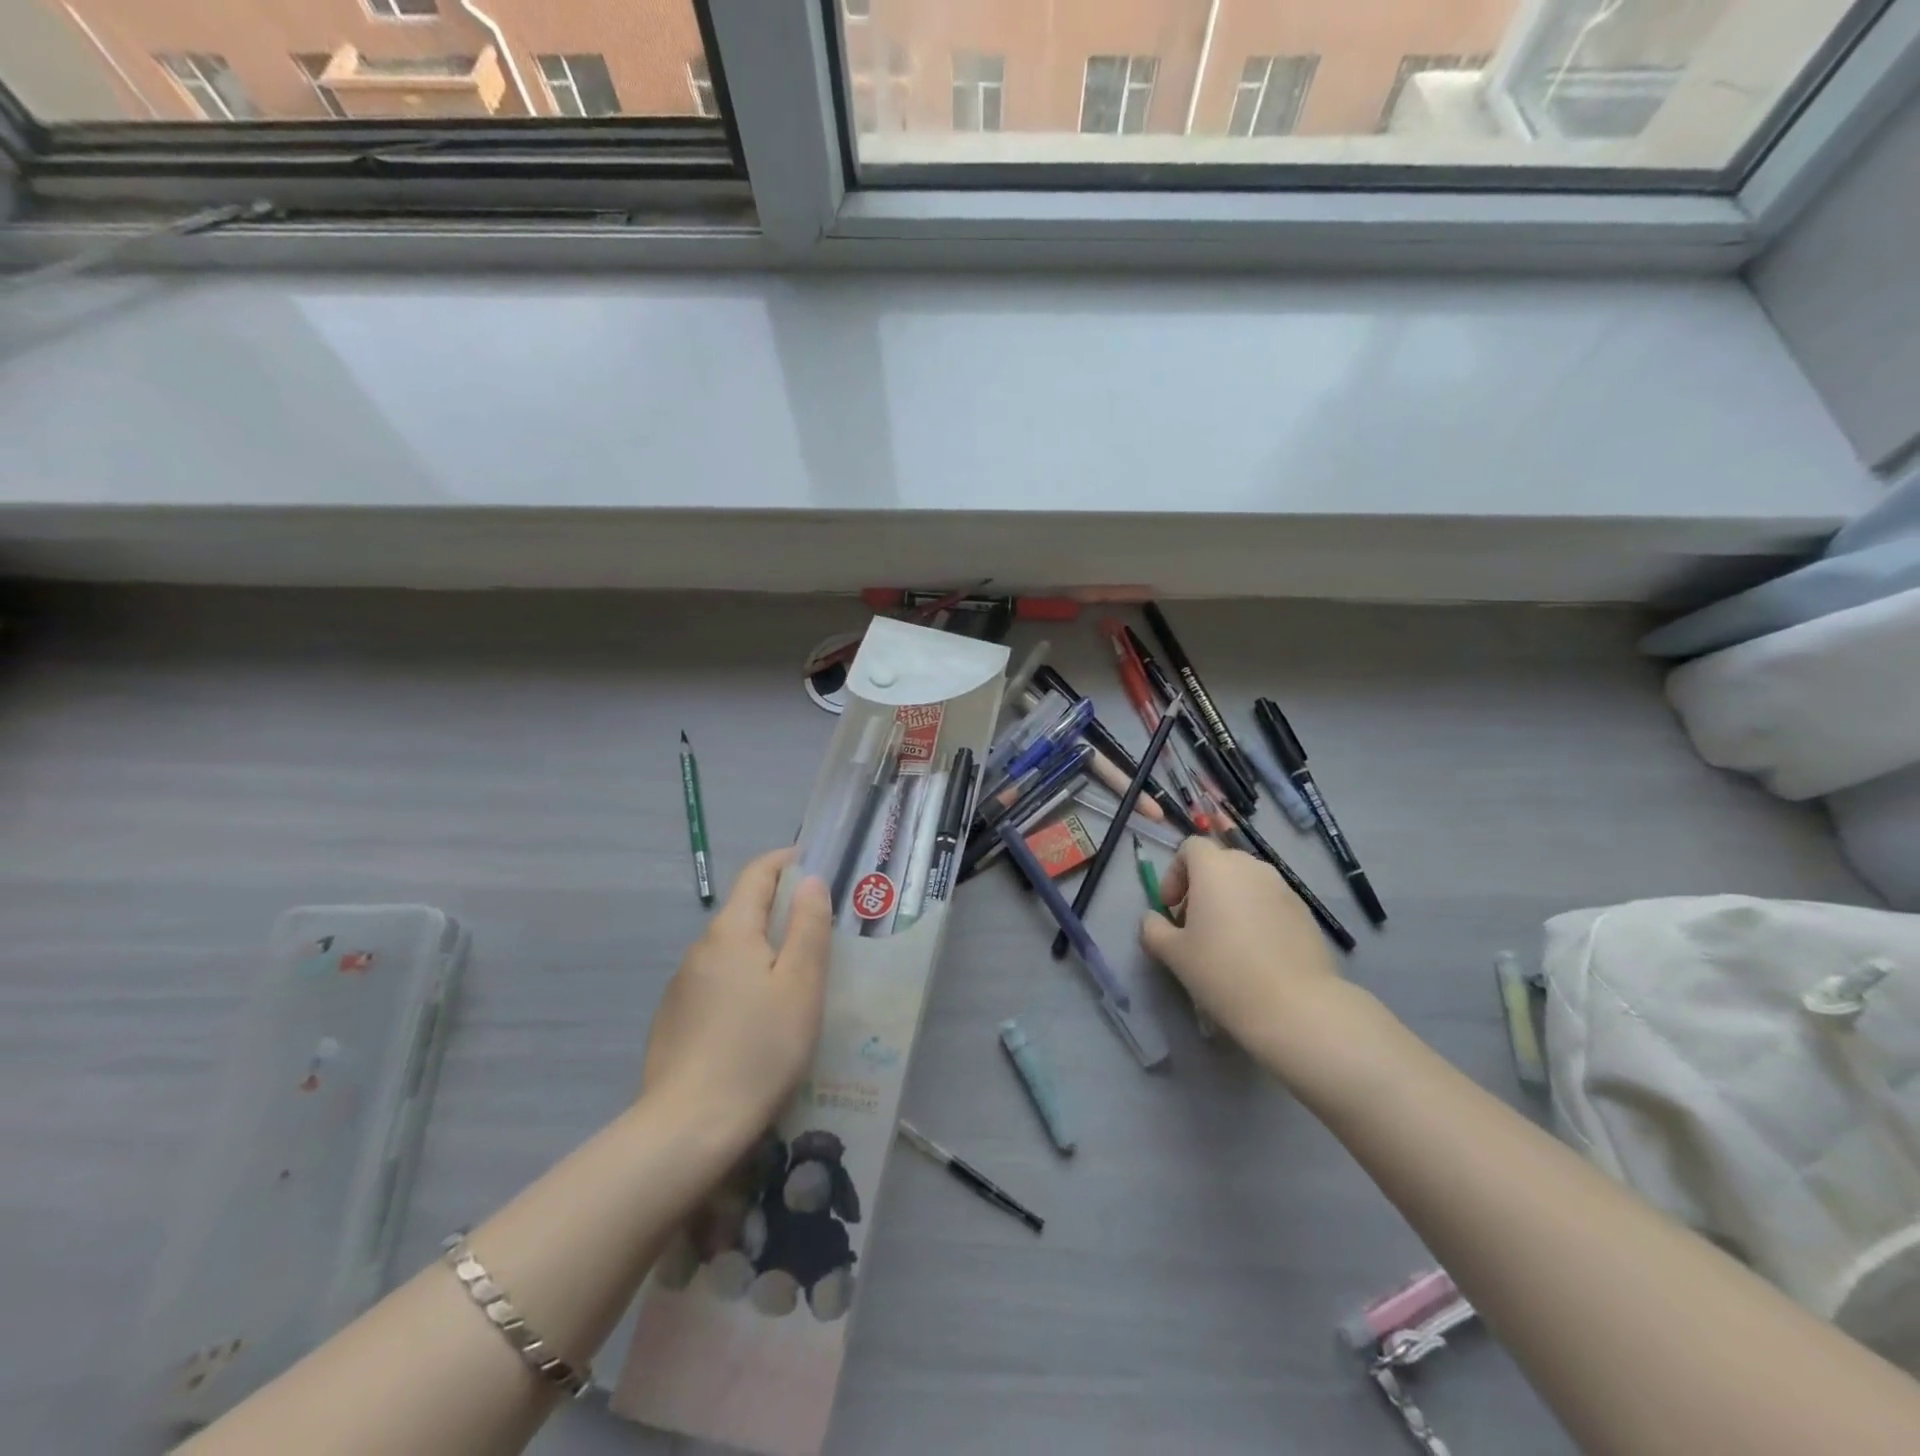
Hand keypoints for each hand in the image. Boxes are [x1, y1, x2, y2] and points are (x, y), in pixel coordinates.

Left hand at [643, 848, 832, 1139]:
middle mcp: (700, 949)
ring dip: (763, 950)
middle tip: (821, 931)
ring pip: (731, 951)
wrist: (689, 1128)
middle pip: (744, 911)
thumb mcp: (800, 985)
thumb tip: (808, 881)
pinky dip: (743, 982)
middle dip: (781, 910)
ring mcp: (682, 985)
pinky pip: (716, 983)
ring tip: (797, 981)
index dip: (787, 861)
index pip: (758, 873)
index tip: (817, 864)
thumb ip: (808, 927)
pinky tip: (759, 1021)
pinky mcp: (675, 1019)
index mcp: (731, 932)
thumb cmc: (760, 1049)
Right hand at [1139, 837, 1354, 1075]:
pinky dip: (1257, 915)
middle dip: (1202, 887)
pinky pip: (1271, 902)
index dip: (1175, 873)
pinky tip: (1256, 953)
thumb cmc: (1222, 971)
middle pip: (1220, 863)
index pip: (1191, 847)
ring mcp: (1283, 888)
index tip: (1170, 907)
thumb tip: (1153, 920)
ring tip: (1226, 941)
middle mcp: (1251, 867)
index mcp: (1215, 868)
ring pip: (1247, 883)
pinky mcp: (1305, 912)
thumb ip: (1153, 928)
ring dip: (1230, 900)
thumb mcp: (1172, 953)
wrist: (1294, 1006)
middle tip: (1194, 925)